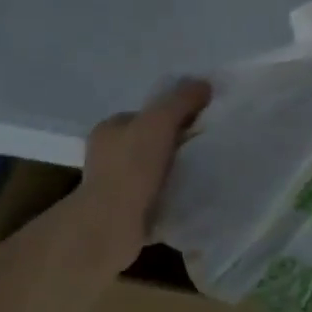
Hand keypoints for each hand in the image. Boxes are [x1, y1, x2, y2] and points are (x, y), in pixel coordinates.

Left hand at [78, 79, 211, 264]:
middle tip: (204, 148)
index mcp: (108, 129)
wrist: (110, 227)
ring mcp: (113, 187)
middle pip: (150, 142)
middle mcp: (106, 155)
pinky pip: (155, 197)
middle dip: (175, 144)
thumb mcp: (159, 121)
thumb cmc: (131, 167)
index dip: (172, 115)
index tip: (198, 122)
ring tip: (201, 173)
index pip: (145, 115)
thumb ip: (182, 100)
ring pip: (153, 171)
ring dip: (174, 172)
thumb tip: (204, 84)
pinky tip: (190, 197)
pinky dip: (170, 195)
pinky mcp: (124, 214)